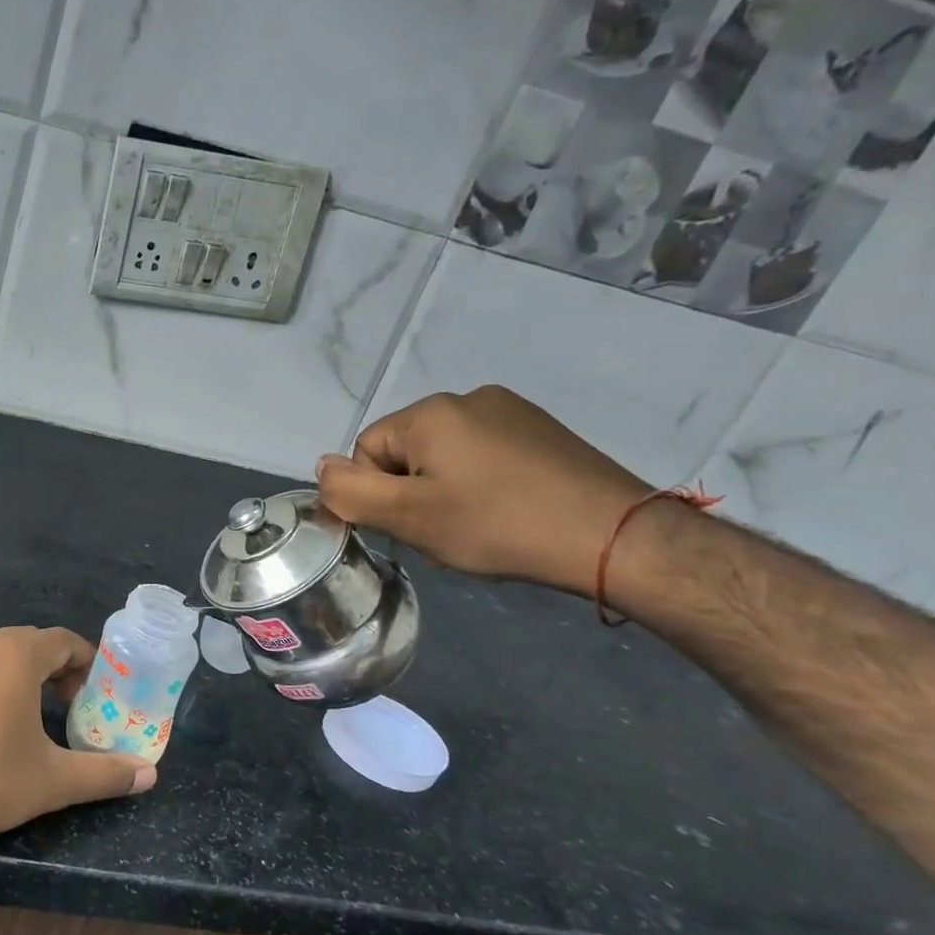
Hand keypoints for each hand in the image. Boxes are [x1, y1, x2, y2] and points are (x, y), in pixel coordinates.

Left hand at [0, 626, 154, 850]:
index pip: (62, 639)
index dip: (85, 661)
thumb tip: (149, 774)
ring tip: (25, 719)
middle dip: (52, 670)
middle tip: (66, 706)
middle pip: (26, 644)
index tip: (94, 690)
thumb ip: (104, 774)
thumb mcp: (52, 780)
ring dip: (14, 679)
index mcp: (15, 656)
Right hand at [316, 386, 649, 596]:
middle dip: (412, 491)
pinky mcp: (542, 431)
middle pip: (405, 450)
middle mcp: (468, 398)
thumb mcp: (407, 516)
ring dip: (445, 490)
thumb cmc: (496, 524)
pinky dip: (482, 484)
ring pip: (445, 455)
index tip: (412, 524)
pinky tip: (507, 511)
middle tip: (444, 529)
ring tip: (478, 524)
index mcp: (430, 412)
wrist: (612, 536)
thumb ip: (350, 492)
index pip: (366, 449)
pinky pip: (484, 455)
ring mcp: (512, 411)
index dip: (378, 493)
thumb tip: (322, 467)